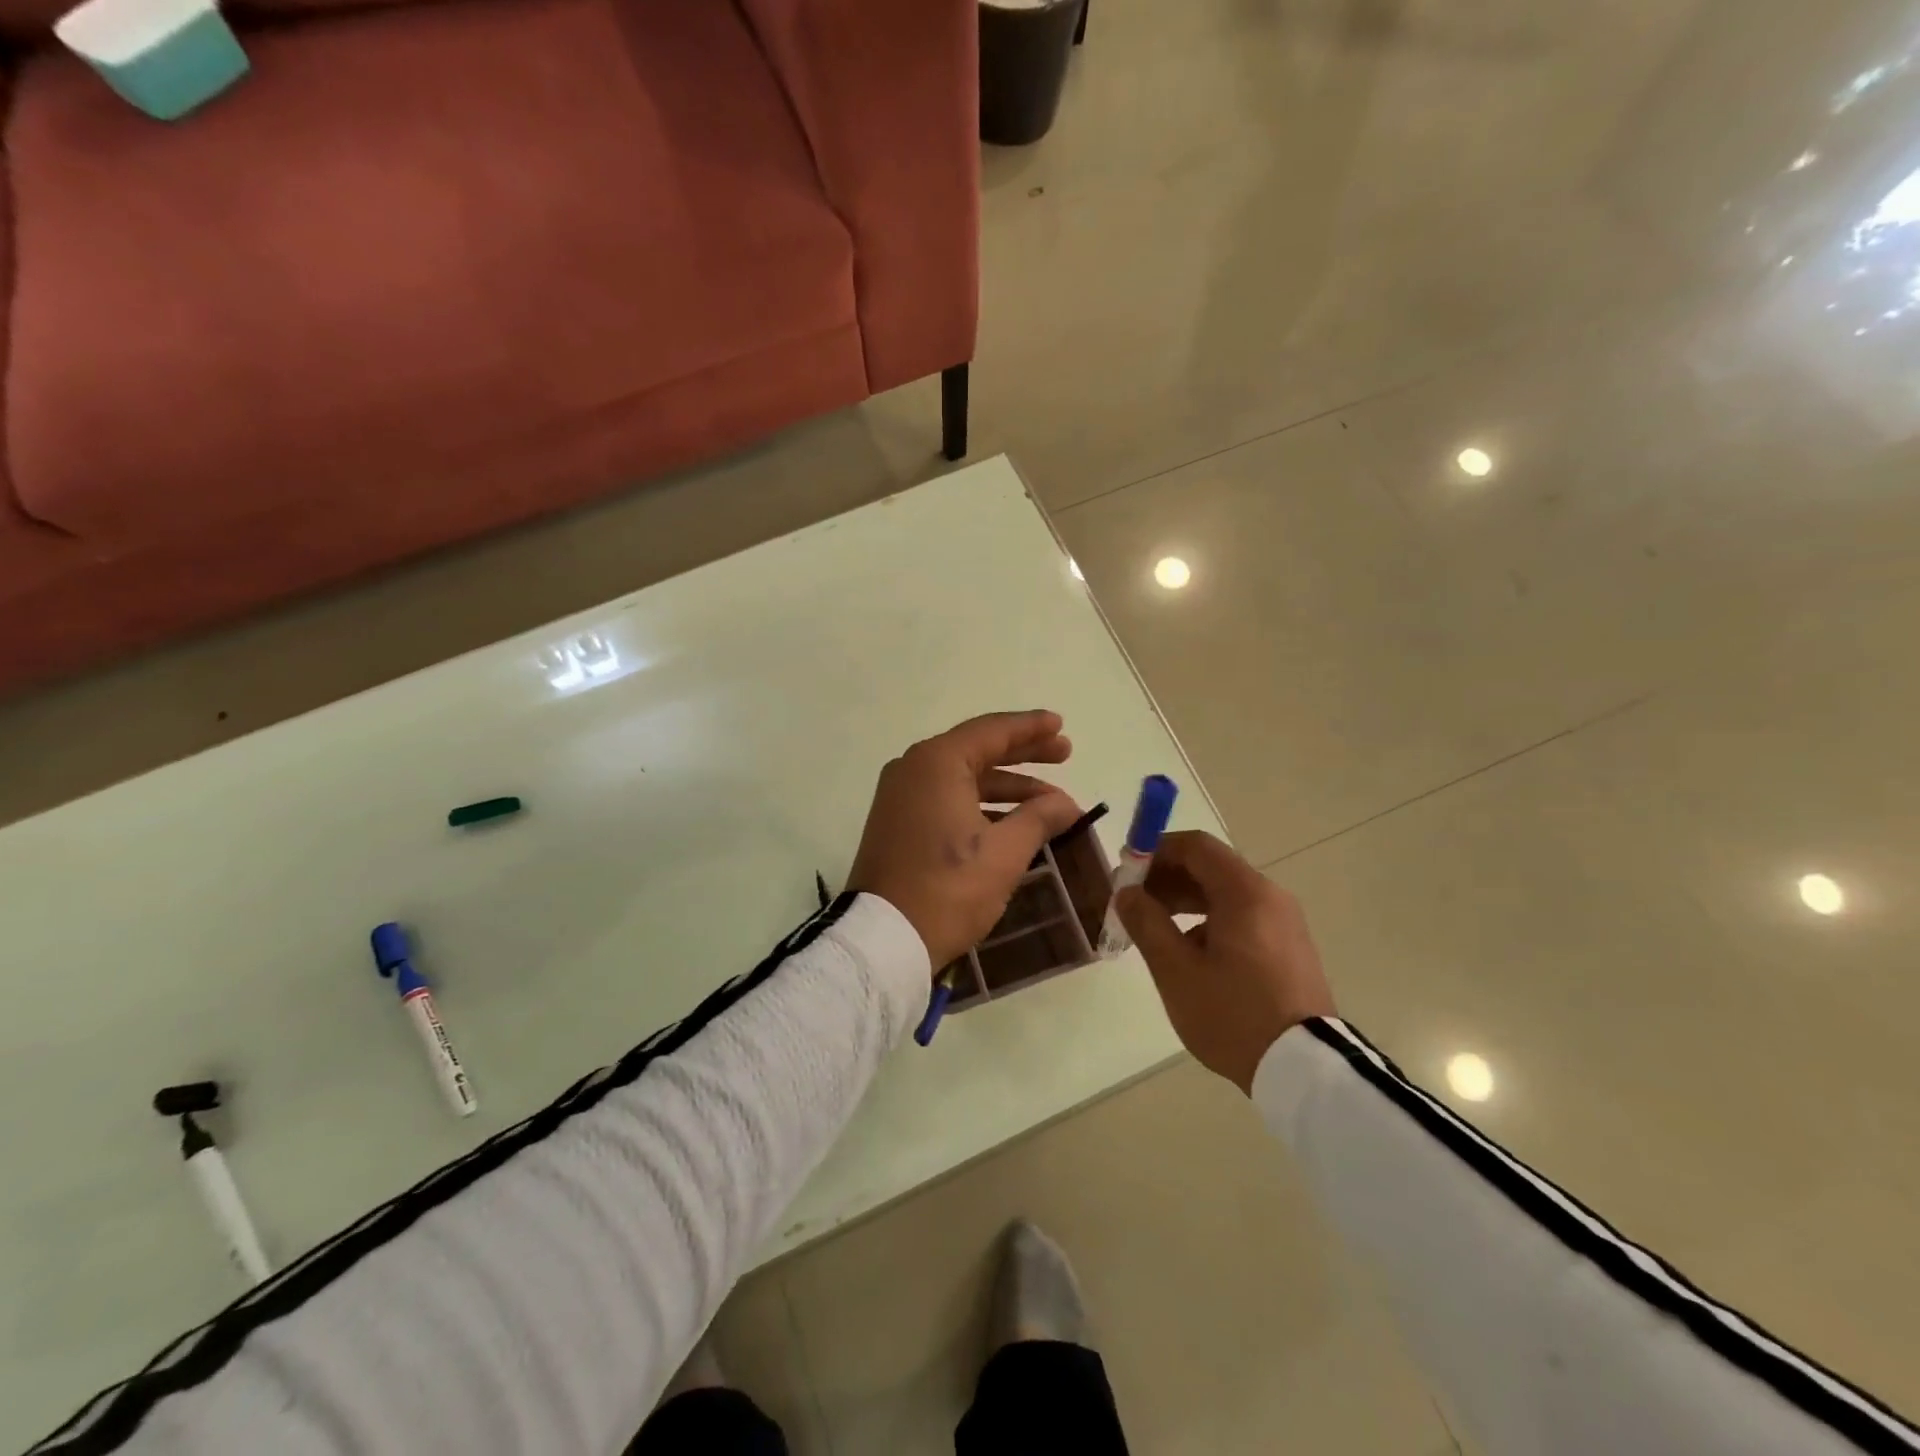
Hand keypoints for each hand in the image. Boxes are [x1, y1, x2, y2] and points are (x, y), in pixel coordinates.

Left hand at [848, 711, 1083, 970]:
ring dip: (1006, 787)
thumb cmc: (949, 888)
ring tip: (1050, 800)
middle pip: (978, 750)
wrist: (883, 939)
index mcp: (936, 763)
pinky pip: (947, 799)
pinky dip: (981, 805)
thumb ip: (1039, 818)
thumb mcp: (1004, 852)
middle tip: (1064, 753)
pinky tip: (1013, 823)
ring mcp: (901, 796)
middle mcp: (914, 768)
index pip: (992, 731)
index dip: (1030, 728)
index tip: (1060, 724)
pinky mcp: (898, 823)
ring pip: (964, 778)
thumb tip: (1067, 803)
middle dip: (1023, 754)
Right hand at [1115, 830, 1335, 1094]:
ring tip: (1153, 931)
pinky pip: (1241, 917)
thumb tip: (1127, 893)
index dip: (1156, 851)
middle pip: (1210, 868)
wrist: (1304, 1070)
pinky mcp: (1289, 948)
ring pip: (1225, 895)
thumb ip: (1146, 922)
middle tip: (1133, 905)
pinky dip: (1208, 921)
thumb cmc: (1232, 1014)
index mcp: (1245, 892)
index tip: (1126, 873)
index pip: (1195, 847)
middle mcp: (1269, 897)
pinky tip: (1188, 953)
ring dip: (1184, 902)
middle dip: (1166, 879)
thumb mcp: (1176, 969)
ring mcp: (1284, 923)